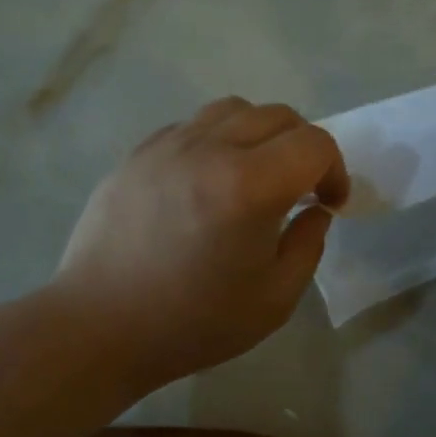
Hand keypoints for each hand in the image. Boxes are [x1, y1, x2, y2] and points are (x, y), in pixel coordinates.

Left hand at [53, 98, 349, 393]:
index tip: (329, 203)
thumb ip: (308, 246)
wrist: (100, 327)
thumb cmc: (192, 322)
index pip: (313, 144)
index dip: (334, 170)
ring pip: (232, 110)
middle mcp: (210, 149)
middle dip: (302, 147)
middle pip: (277, 116)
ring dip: (259, 134)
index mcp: (249, 186)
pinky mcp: (138, 153)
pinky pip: (191, 125)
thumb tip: (314, 210)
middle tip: (299, 189)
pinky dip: (216, 140)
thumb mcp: (274, 300)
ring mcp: (168, 146)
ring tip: (253, 175)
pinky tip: (207, 180)